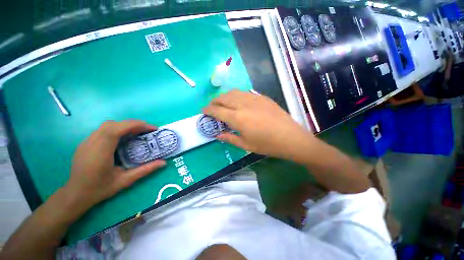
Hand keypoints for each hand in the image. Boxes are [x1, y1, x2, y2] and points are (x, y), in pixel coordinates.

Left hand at [65, 120, 165, 210]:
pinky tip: (123, 138)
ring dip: (125, 125)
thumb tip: (164, 163)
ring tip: (138, 133)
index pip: (117, 129)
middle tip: (148, 130)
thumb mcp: (125, 181)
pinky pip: (103, 130)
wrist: (75, 195)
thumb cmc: (100, 189)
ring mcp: (87, 142)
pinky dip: (117, 129)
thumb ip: (145, 170)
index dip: (136, 125)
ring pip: (107, 125)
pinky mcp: (86, 143)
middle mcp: (91, 143)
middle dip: (133, 124)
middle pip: (113, 124)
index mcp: (100, 152)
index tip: (152, 128)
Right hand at [203, 90, 313, 159]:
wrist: (290, 137)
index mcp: (237, 118)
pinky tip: (238, 102)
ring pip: (233, 93)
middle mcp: (243, 105)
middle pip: (223, 98)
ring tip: (223, 103)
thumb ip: (229, 138)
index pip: (217, 110)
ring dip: (224, 97)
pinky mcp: (262, 97)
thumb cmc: (267, 144)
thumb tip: (217, 135)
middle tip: (212, 107)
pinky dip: (236, 96)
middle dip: (214, 101)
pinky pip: (244, 93)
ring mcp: (253, 98)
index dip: (208, 110)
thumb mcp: (246, 145)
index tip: (203, 111)